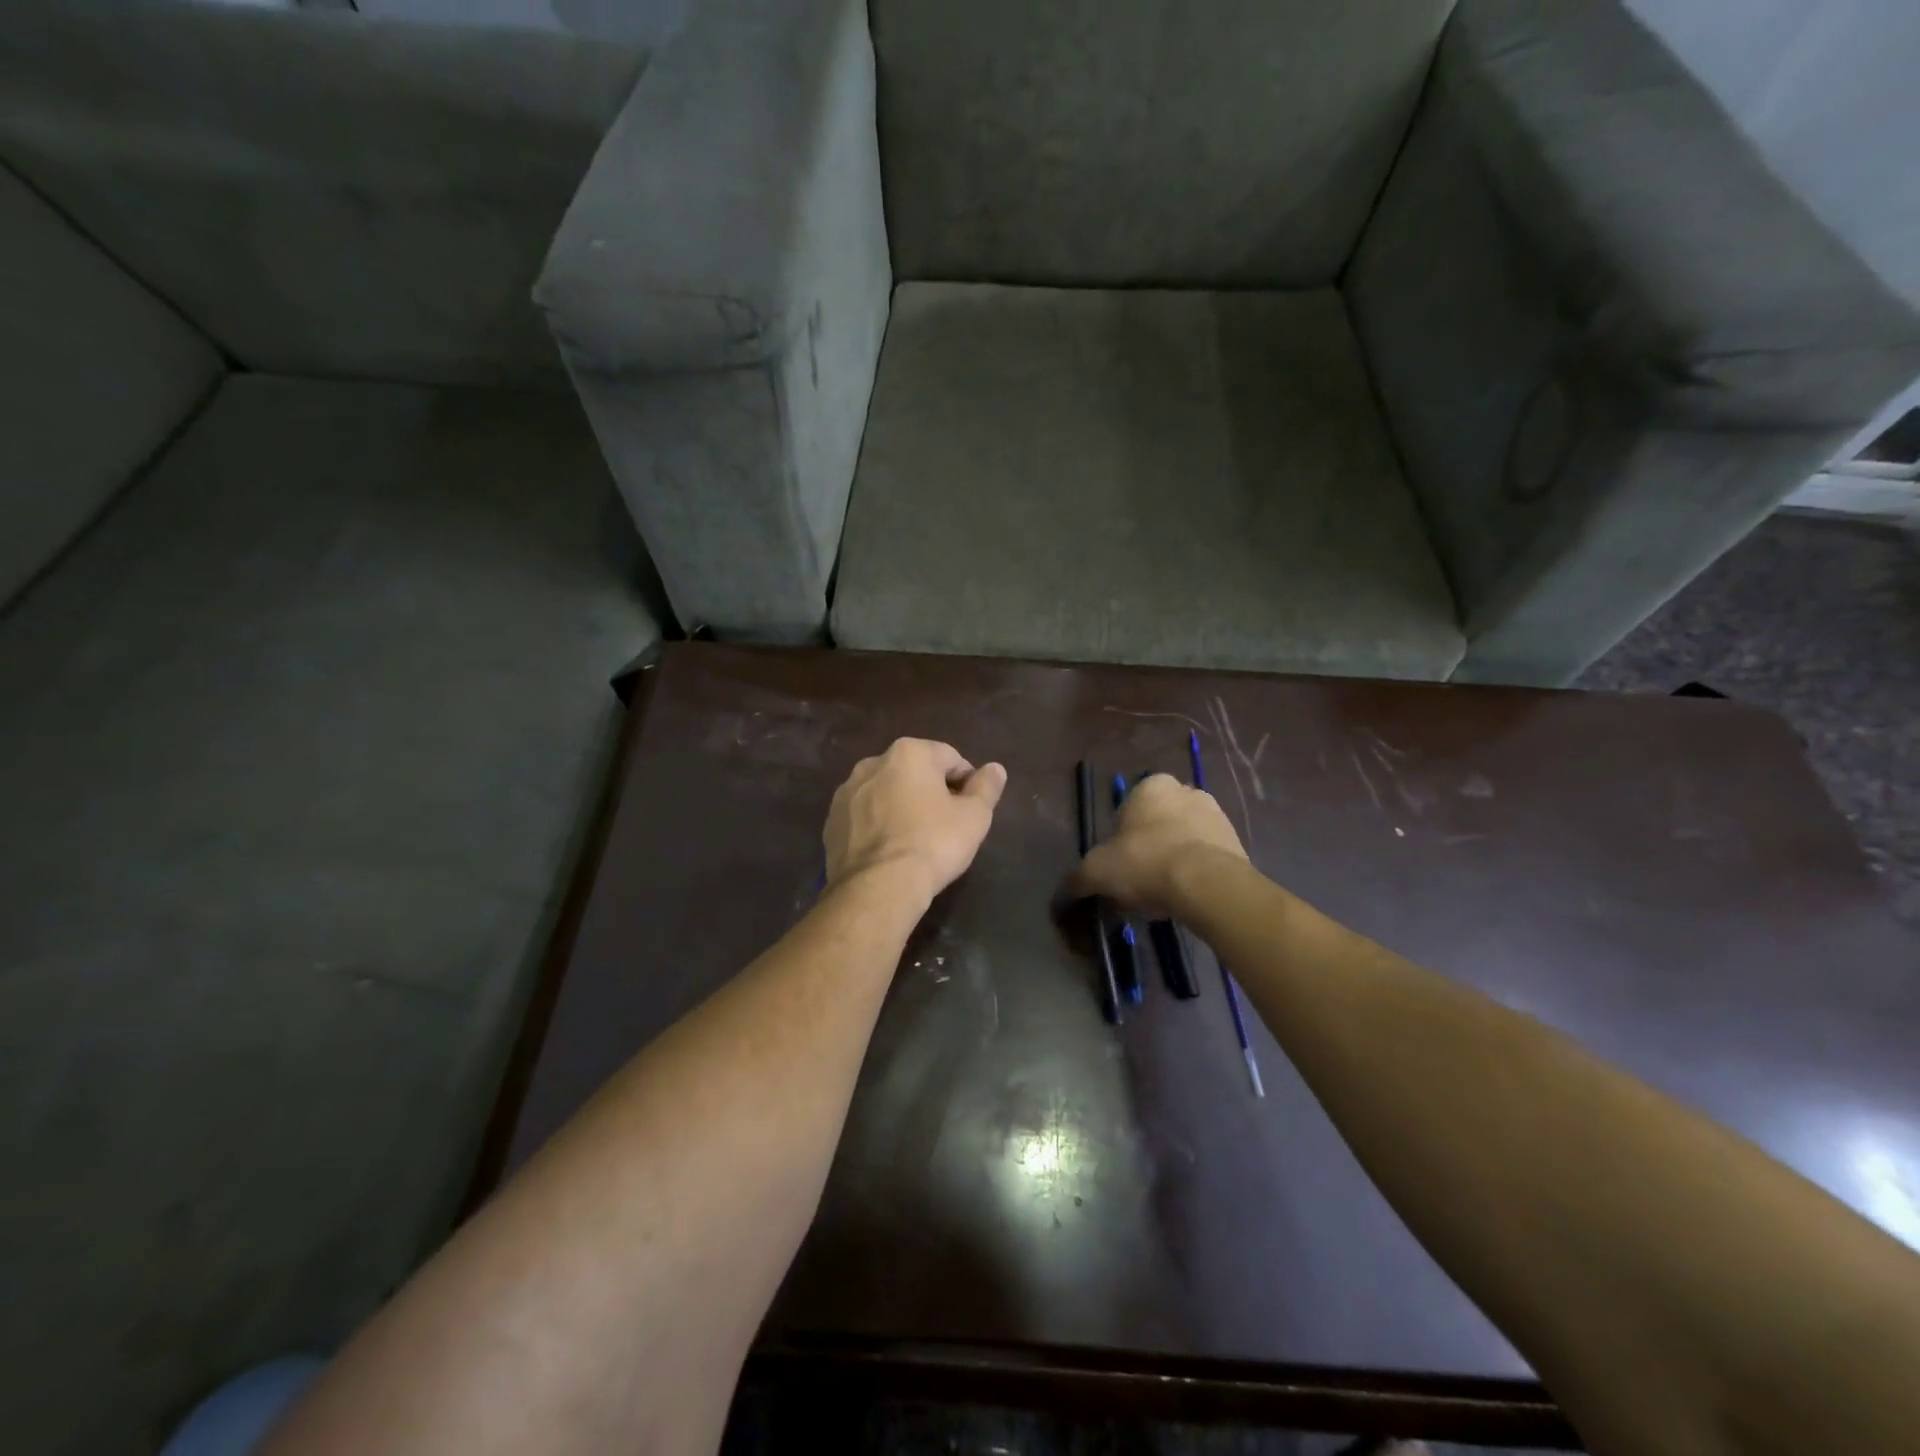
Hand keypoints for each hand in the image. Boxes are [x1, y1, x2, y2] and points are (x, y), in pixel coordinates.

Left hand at [824, 738, 1007, 905]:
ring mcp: (846, 792)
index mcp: (909, 753)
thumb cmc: (933, 844)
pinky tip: (889, 851)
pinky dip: (877, 825)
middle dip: (930, 791)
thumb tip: (995, 769)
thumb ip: (986, 787)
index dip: (966, 782)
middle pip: (914, 772)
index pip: (949, 757)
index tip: (970, 809)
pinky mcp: (831, 822)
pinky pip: (864, 816)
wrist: (878, 887)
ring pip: (885, 792)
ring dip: (901, 806)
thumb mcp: (974, 817)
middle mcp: (872, 763)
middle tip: (945, 825)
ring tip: (915, 839)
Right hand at [1071, 773, 1246, 916]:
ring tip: (1164, 894)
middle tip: (1139, 881)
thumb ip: (1077, 880)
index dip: (1119, 840)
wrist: (1207, 886)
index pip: (1128, 810)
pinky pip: (1207, 857)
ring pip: (1184, 839)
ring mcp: (1217, 815)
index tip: (1119, 866)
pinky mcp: (1237, 842)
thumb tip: (1059, 899)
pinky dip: (1196, 872)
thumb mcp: (1097, 872)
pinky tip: (1187, 896)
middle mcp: (1187, 790)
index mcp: (1152, 786)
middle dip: (1149, 848)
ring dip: (1174, 859)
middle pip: (1158, 823)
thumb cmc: (1145, 863)